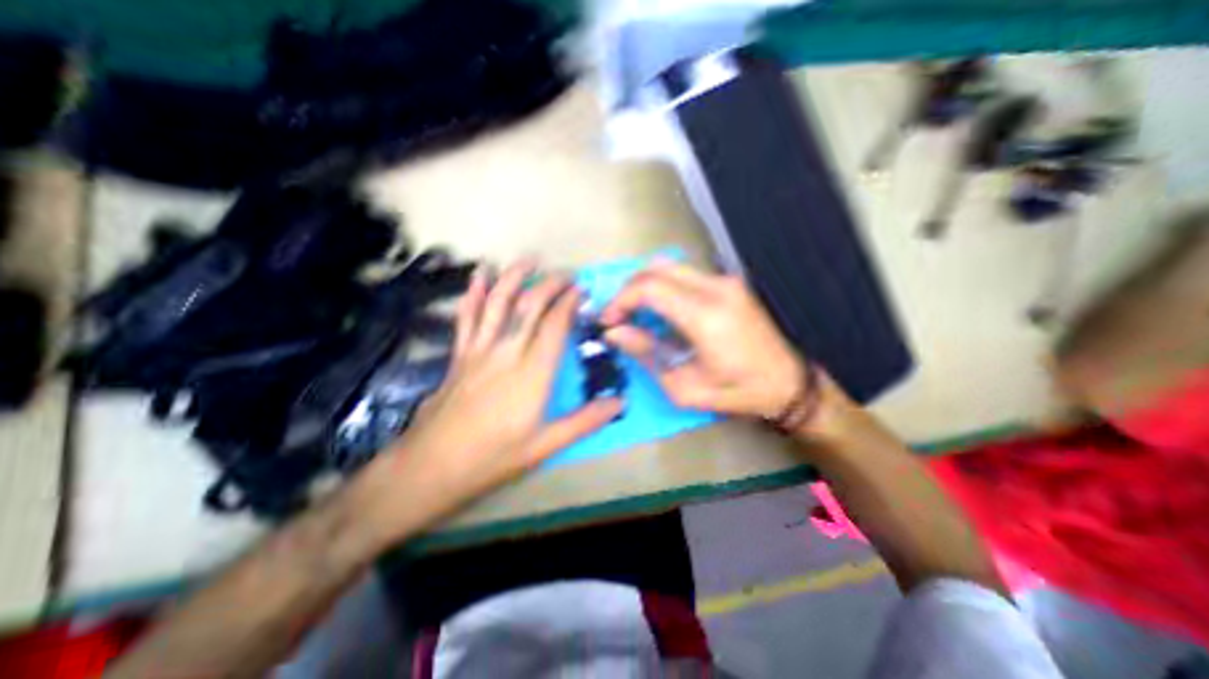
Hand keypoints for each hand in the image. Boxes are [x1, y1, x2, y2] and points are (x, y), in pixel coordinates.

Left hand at [347, 261, 613, 546]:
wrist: (433, 466)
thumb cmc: (494, 457)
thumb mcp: (546, 445)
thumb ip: (585, 421)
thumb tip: (620, 402)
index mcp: (533, 373)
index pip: (555, 325)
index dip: (569, 303)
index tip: (582, 290)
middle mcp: (507, 352)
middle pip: (529, 306)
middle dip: (550, 284)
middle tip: (566, 275)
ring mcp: (479, 350)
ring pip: (497, 303)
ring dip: (514, 277)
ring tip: (529, 260)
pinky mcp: (459, 355)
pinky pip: (467, 317)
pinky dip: (473, 293)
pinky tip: (479, 275)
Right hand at [599, 259, 806, 417]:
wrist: (789, 383)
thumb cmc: (737, 392)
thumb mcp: (684, 387)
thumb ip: (646, 353)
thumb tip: (615, 333)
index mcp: (705, 315)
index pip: (648, 288)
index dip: (620, 301)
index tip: (608, 321)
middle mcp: (716, 288)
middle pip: (655, 268)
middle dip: (628, 289)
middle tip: (618, 316)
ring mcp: (725, 281)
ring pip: (669, 266)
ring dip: (644, 285)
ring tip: (634, 313)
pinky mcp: (729, 282)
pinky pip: (684, 274)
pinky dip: (662, 286)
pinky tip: (660, 309)